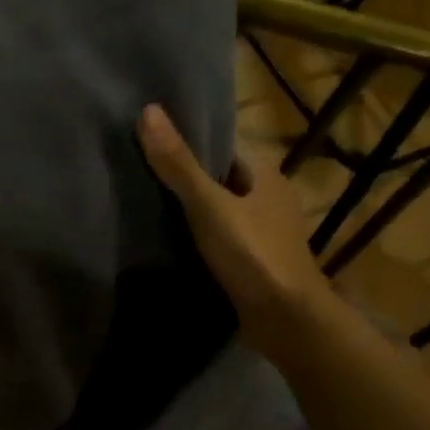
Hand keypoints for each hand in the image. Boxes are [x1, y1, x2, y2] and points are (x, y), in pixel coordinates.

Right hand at [138, 104, 331, 362]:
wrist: (285, 319)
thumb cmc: (252, 254)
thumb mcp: (208, 205)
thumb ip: (178, 164)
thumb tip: (148, 111)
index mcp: (268, 175)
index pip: (224, 151)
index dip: (191, 148)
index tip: (153, 151)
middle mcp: (272, 200)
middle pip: (223, 183)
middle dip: (190, 184)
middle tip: (143, 184)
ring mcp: (267, 236)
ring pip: (224, 215)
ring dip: (196, 217)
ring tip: (151, 216)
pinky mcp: (258, 266)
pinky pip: (225, 244)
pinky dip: (203, 244)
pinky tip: (175, 250)